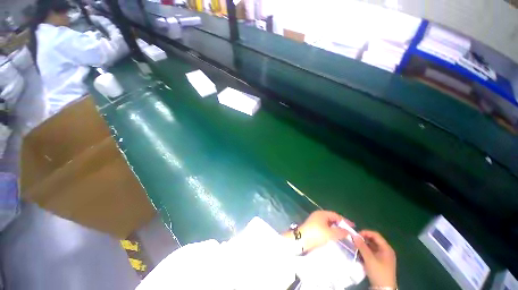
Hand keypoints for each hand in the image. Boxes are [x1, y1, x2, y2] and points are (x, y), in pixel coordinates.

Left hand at [297, 210, 354, 252]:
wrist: (301, 240)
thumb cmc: (316, 234)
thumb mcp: (330, 233)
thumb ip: (340, 232)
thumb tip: (348, 231)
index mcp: (322, 214)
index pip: (336, 215)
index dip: (345, 221)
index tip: (353, 226)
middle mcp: (318, 215)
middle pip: (332, 219)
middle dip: (340, 224)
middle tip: (349, 231)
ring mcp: (315, 221)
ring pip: (328, 223)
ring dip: (335, 228)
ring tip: (343, 235)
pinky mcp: (313, 227)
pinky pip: (324, 227)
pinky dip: (330, 231)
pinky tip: (334, 237)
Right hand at [353, 230, 396, 287]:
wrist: (384, 289)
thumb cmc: (378, 272)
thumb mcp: (369, 259)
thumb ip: (362, 246)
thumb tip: (354, 236)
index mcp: (386, 248)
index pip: (375, 235)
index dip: (365, 233)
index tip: (356, 235)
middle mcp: (386, 251)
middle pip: (374, 240)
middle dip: (363, 239)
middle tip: (354, 241)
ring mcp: (383, 257)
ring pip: (372, 246)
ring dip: (363, 245)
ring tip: (355, 247)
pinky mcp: (380, 262)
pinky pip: (372, 252)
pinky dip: (365, 251)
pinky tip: (359, 254)